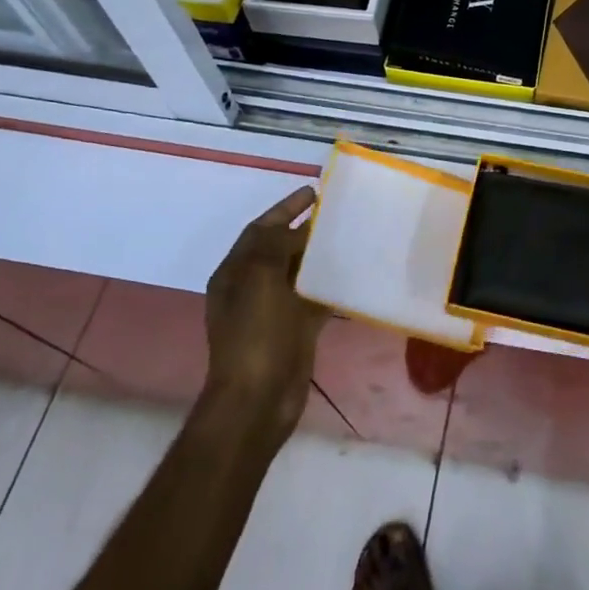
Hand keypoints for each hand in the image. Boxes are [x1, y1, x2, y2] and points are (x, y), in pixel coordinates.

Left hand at [204, 187, 327, 436]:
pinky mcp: (295, 330)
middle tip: (338, 212)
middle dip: (305, 229)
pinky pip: (315, 298)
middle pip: (281, 248)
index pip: (260, 229)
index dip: (284, 208)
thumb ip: (275, 245)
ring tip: (350, 237)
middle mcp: (251, 287)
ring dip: (320, 255)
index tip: (312, 191)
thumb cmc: (255, 333)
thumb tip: (298, 228)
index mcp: (236, 272)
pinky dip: (330, 285)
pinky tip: (352, 275)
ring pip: (300, 272)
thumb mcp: (260, 277)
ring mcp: (273, 310)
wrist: (258, 398)